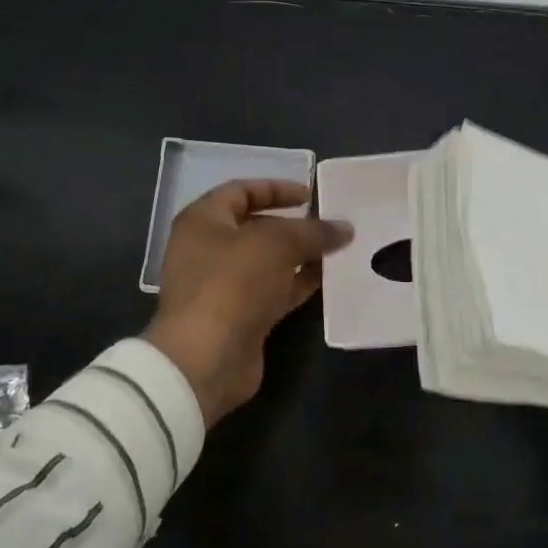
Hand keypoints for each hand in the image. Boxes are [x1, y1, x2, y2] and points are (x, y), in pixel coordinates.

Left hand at [144, 180, 352, 426]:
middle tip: (330, 224)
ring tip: (338, 250)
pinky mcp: (239, 316)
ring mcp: (223, 286)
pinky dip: (298, 283)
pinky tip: (327, 279)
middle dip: (294, 225)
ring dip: (301, 255)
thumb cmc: (232, 284)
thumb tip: (344, 228)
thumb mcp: (277, 244)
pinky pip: (273, 291)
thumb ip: (313, 231)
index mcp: (203, 220)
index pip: (241, 191)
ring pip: (268, 262)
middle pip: (256, 227)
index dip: (276, 189)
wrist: (206, 358)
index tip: (310, 194)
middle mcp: (208, 249)